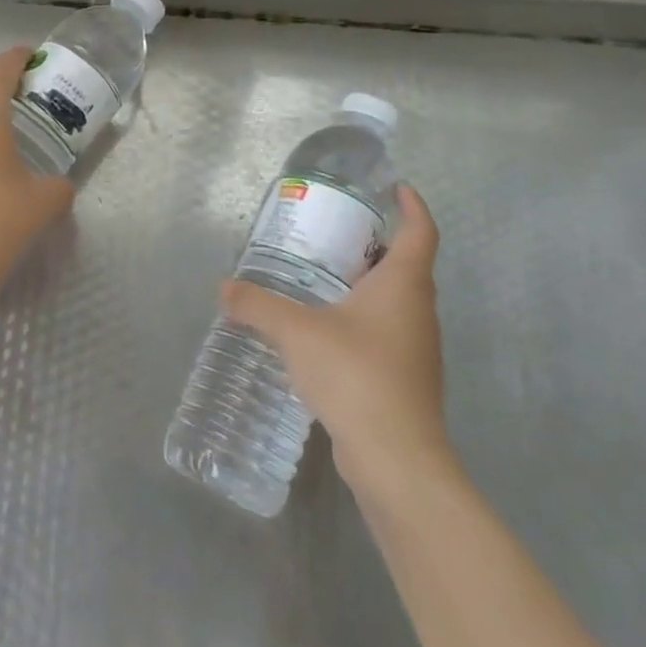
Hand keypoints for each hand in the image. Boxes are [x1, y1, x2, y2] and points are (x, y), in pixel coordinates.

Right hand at [224, 183, 448, 488]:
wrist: (396, 458)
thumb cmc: (356, 375)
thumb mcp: (296, 332)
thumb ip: (258, 306)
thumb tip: (224, 288)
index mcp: (403, 286)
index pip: (420, 232)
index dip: (412, 206)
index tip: (396, 188)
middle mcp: (418, 311)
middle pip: (406, 265)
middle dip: (376, 245)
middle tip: (336, 233)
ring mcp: (416, 349)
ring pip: (395, 302)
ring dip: (367, 285)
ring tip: (322, 279)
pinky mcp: (405, 380)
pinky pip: (384, 333)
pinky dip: (361, 320)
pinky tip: (325, 333)